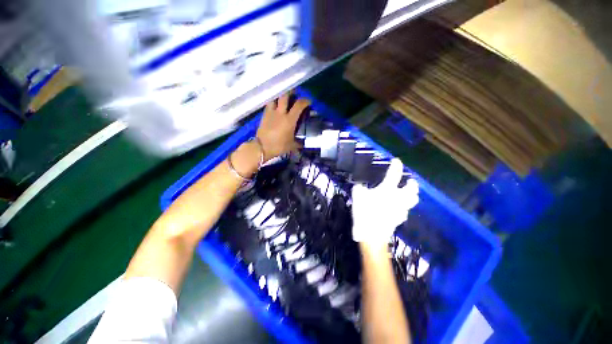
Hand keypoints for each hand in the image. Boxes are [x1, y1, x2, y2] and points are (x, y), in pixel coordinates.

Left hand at [257, 92, 309, 160]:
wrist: (262, 147)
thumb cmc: (279, 146)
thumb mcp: (291, 146)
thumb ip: (298, 143)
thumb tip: (302, 144)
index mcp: (289, 120)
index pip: (299, 105)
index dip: (305, 101)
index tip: (308, 101)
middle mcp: (280, 113)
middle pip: (285, 96)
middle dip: (291, 92)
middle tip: (294, 93)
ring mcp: (271, 113)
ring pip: (275, 97)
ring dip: (280, 95)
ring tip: (283, 97)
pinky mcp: (264, 115)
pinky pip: (269, 104)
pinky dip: (273, 102)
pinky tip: (275, 105)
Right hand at [351, 159, 418, 244]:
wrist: (371, 234)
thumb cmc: (365, 212)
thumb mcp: (357, 196)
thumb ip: (359, 188)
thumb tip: (360, 186)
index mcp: (387, 190)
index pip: (394, 174)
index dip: (396, 165)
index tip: (396, 161)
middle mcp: (398, 198)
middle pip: (412, 189)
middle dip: (412, 184)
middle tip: (409, 182)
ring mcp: (401, 209)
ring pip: (413, 201)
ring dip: (411, 196)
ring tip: (406, 195)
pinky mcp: (400, 219)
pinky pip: (405, 211)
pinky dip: (403, 208)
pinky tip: (397, 209)